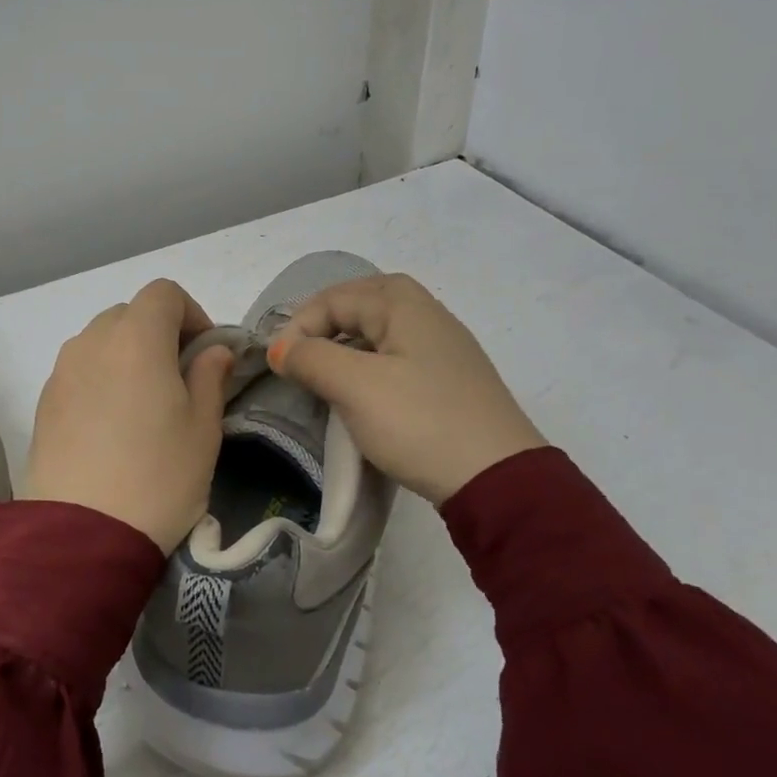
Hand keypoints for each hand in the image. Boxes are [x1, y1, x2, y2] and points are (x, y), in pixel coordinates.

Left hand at [24, 279, 236, 552]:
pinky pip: (79, 370)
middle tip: (179, 378)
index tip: (205, 352)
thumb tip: (213, 351)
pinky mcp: (43, 401)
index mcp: (136, 338)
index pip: (163, 293)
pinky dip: (101, 377)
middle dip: (159, 333)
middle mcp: (92, 341)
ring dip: (127, 354)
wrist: (82, 534)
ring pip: (100, 340)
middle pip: (129, 313)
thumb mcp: (203, 428)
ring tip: (143, 403)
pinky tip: (111, 424)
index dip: (191, 313)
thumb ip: (210, 375)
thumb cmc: (158, 476)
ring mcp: (61, 370)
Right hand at [267, 273, 544, 503]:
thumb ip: (311, 357)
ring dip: (345, 346)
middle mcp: (428, 316)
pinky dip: (368, 366)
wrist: (496, 479)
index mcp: (405, 305)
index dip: (299, 325)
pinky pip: (397, 358)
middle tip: (299, 358)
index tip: (279, 365)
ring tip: (322, 376)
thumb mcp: (355, 386)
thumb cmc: (419, 422)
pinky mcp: (448, 382)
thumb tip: (280, 348)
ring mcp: (443, 350)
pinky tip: (361, 395)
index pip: (335, 297)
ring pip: (380, 332)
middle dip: (323, 326)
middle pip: (361, 304)